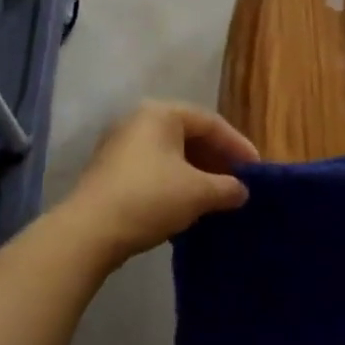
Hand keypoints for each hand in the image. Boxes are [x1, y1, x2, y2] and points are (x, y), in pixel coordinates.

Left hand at [57, 100, 257, 265]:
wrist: (89, 231)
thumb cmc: (150, 198)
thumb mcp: (198, 193)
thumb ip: (227, 188)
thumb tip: (240, 191)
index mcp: (161, 113)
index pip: (210, 122)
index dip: (237, 145)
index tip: (256, 170)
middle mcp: (138, 120)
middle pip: (189, 135)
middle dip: (216, 160)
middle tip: (237, 183)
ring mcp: (119, 145)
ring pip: (170, 154)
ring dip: (196, 174)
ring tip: (216, 197)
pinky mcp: (109, 171)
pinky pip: (153, 169)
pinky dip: (174, 183)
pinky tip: (186, 206)